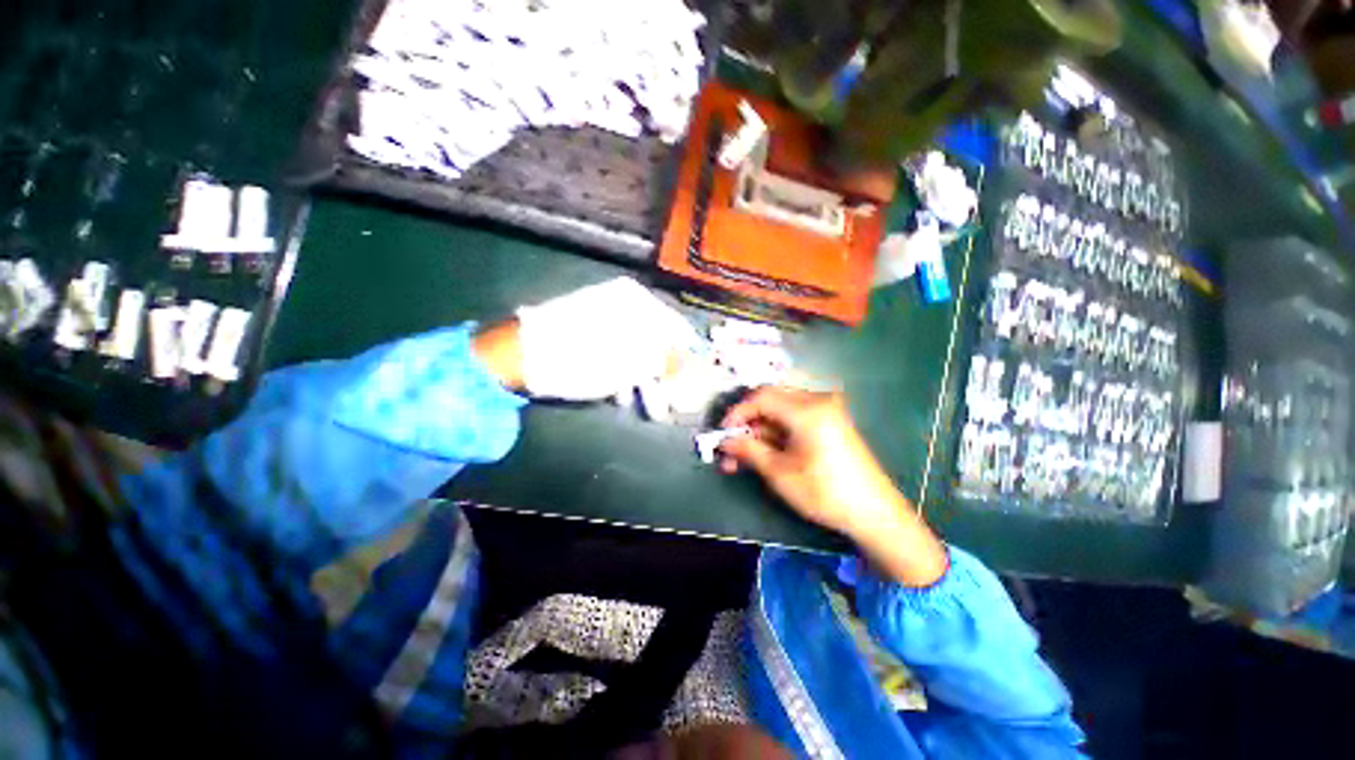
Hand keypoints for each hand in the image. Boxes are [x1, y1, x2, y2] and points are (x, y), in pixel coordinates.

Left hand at [513, 277, 698, 400]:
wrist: (520, 355)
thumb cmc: (581, 358)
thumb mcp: (630, 364)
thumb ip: (666, 362)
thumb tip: (691, 365)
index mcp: (638, 302)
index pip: (678, 329)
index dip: (689, 358)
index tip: (695, 384)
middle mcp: (625, 304)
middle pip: (659, 341)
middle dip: (668, 376)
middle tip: (674, 403)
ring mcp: (606, 317)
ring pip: (639, 350)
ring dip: (648, 381)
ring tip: (652, 410)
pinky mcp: (591, 332)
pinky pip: (618, 352)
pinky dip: (625, 375)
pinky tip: (623, 397)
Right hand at [720, 387, 947, 586]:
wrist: (875, 513)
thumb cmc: (825, 492)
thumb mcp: (779, 473)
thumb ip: (748, 450)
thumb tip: (724, 442)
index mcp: (807, 409)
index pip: (761, 397)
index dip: (737, 412)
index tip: (721, 433)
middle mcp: (817, 401)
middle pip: (770, 400)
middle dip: (747, 423)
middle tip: (730, 447)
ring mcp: (827, 411)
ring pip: (781, 411)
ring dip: (760, 431)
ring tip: (742, 458)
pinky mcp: (830, 423)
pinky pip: (795, 419)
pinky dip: (777, 433)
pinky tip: (765, 453)